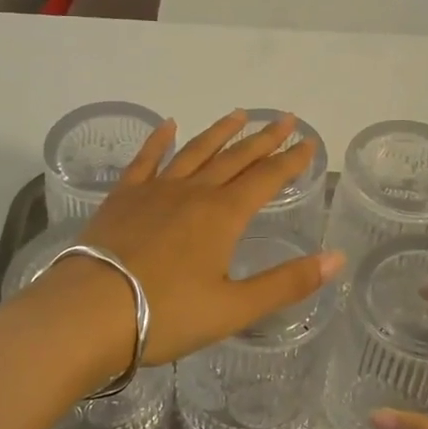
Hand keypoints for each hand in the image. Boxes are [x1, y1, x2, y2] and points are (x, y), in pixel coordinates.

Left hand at [30, 110, 344, 369]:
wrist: (90, 312)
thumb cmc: (166, 315)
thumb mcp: (234, 308)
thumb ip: (287, 282)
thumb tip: (337, 258)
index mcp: (223, 215)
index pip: (266, 178)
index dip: (290, 160)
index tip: (308, 142)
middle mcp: (193, 192)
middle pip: (235, 158)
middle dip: (263, 138)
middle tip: (284, 118)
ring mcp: (155, 190)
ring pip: (195, 151)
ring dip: (219, 132)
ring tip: (239, 114)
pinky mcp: (123, 197)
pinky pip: (145, 160)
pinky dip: (159, 140)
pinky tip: (167, 125)